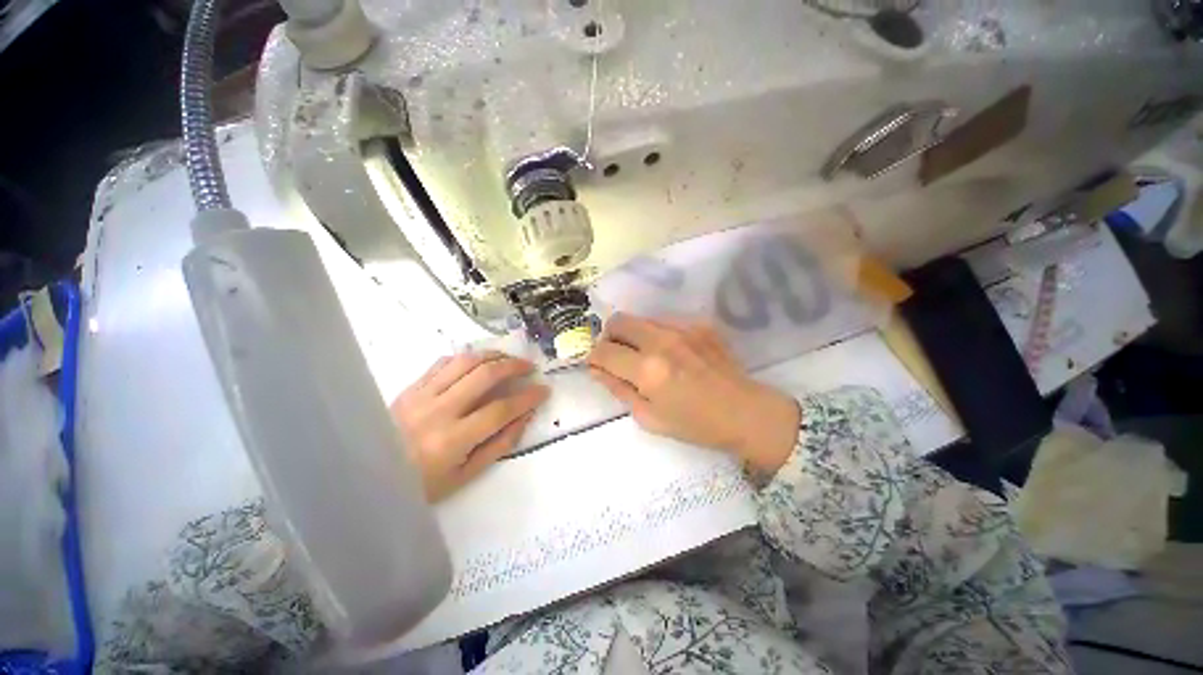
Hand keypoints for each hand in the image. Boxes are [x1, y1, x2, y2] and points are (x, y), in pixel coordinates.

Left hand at [391, 352, 548, 500]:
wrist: (368, 478)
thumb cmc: (420, 485)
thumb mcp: (465, 475)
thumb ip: (499, 444)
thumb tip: (525, 416)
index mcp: (452, 440)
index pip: (501, 410)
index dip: (528, 397)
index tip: (544, 390)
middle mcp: (437, 411)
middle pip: (485, 375)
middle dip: (514, 366)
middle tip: (529, 367)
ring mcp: (421, 395)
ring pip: (465, 361)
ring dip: (492, 355)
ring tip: (508, 359)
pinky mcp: (410, 387)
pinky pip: (443, 362)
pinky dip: (467, 357)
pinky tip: (478, 362)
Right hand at [587, 314, 799, 474]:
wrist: (745, 412)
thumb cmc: (695, 425)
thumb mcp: (649, 417)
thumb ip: (618, 389)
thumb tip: (596, 369)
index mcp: (648, 371)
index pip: (603, 351)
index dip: (593, 358)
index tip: (596, 365)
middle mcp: (662, 342)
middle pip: (618, 321)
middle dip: (608, 337)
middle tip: (616, 355)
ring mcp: (683, 328)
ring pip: (640, 318)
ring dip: (632, 334)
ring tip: (644, 354)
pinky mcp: (699, 324)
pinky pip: (663, 320)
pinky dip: (656, 333)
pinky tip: (669, 352)